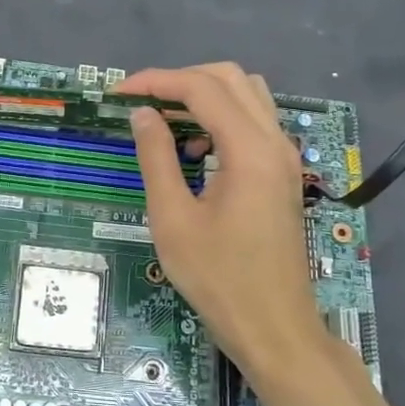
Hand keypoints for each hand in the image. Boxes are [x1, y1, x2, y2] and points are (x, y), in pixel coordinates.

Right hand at [117, 63, 321, 376]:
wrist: (274, 327)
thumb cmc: (219, 279)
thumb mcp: (173, 219)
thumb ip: (156, 158)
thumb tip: (142, 115)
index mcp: (250, 150)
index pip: (202, 88)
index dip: (157, 81)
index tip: (119, 93)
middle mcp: (275, 142)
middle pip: (231, 78)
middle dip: (182, 80)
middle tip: (142, 101)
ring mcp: (285, 157)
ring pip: (247, 96)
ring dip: (205, 96)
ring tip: (165, 121)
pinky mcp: (283, 174)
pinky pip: (254, 123)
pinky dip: (222, 119)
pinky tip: (195, 151)